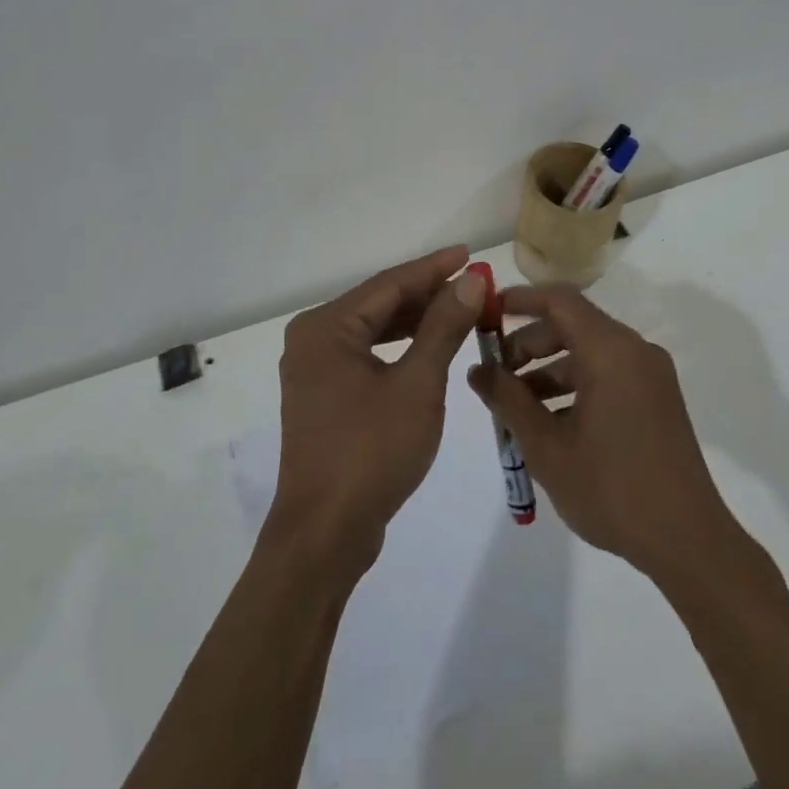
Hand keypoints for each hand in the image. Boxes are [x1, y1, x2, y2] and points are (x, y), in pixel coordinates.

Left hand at [269, 246, 486, 570]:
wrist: (326, 534)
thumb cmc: (372, 452)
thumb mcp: (418, 384)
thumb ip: (444, 327)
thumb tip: (471, 280)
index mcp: (327, 328)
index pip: (390, 284)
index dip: (434, 269)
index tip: (470, 255)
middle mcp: (313, 339)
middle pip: (380, 304)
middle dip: (428, 295)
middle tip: (474, 286)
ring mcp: (315, 369)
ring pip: (374, 330)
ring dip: (417, 321)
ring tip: (461, 311)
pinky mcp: (324, 395)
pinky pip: (367, 355)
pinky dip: (400, 348)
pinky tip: (430, 347)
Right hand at [471, 285, 746, 583]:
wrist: (687, 541)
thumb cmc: (611, 489)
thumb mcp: (547, 447)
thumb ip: (508, 401)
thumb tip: (477, 371)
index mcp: (610, 351)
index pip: (559, 300)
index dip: (520, 300)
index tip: (487, 314)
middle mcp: (635, 351)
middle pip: (572, 325)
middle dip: (529, 344)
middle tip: (495, 374)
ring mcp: (650, 375)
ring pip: (589, 353)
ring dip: (549, 370)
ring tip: (516, 407)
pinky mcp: (657, 398)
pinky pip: (608, 374)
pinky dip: (575, 386)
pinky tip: (551, 423)